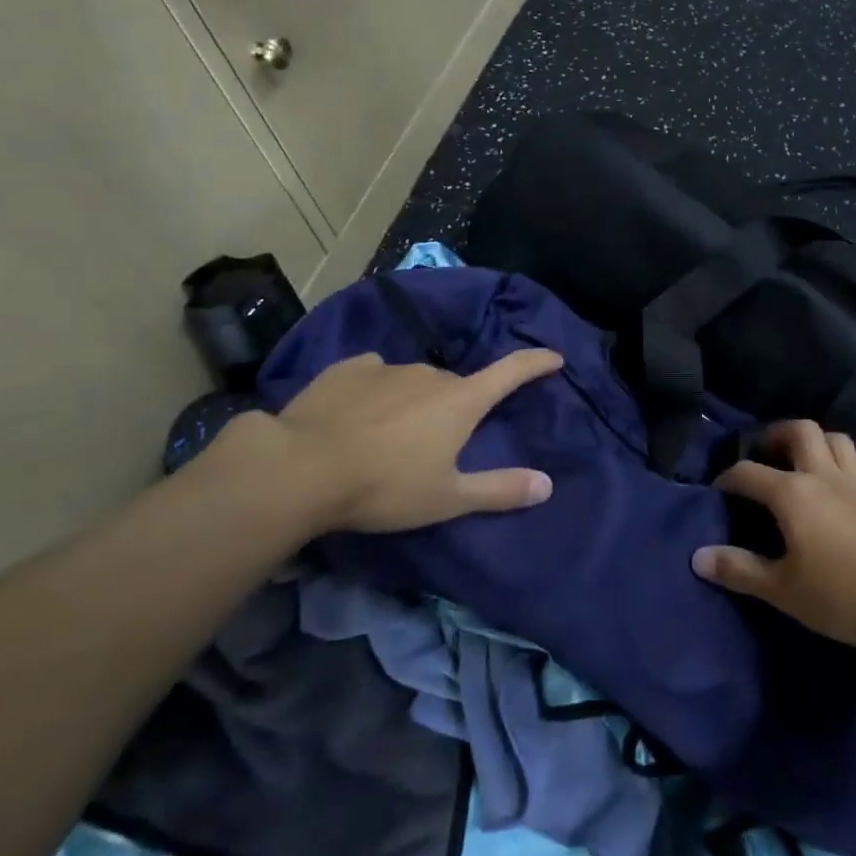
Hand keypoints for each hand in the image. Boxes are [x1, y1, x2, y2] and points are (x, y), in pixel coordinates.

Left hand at [214, 348, 562, 536]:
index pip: (511, 373)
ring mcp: (387, 367)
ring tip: (392, 436)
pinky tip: (358, 414)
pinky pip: (375, 375)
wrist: (300, 468)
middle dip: (458, 406)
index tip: (554, 357)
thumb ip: (500, 490)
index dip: (535, 363)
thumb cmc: (384, 486)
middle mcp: (430, 374)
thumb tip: (548, 484)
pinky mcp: (348, 369)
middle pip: (457, 386)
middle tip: (441, 443)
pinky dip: (377, 391)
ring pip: (415, 381)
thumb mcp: (448, 499)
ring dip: (415, 401)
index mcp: (461, 400)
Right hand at [691, 420, 855, 650]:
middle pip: (802, 431)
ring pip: (839, 441)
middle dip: (779, 434)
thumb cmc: (839, 595)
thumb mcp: (781, 590)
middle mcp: (824, 476)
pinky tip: (852, 484)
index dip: (729, 478)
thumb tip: (698, 556)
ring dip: (820, 443)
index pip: (749, 473)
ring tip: (807, 461)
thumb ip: (739, 570)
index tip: (719, 490)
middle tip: (768, 452)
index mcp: (792, 493)